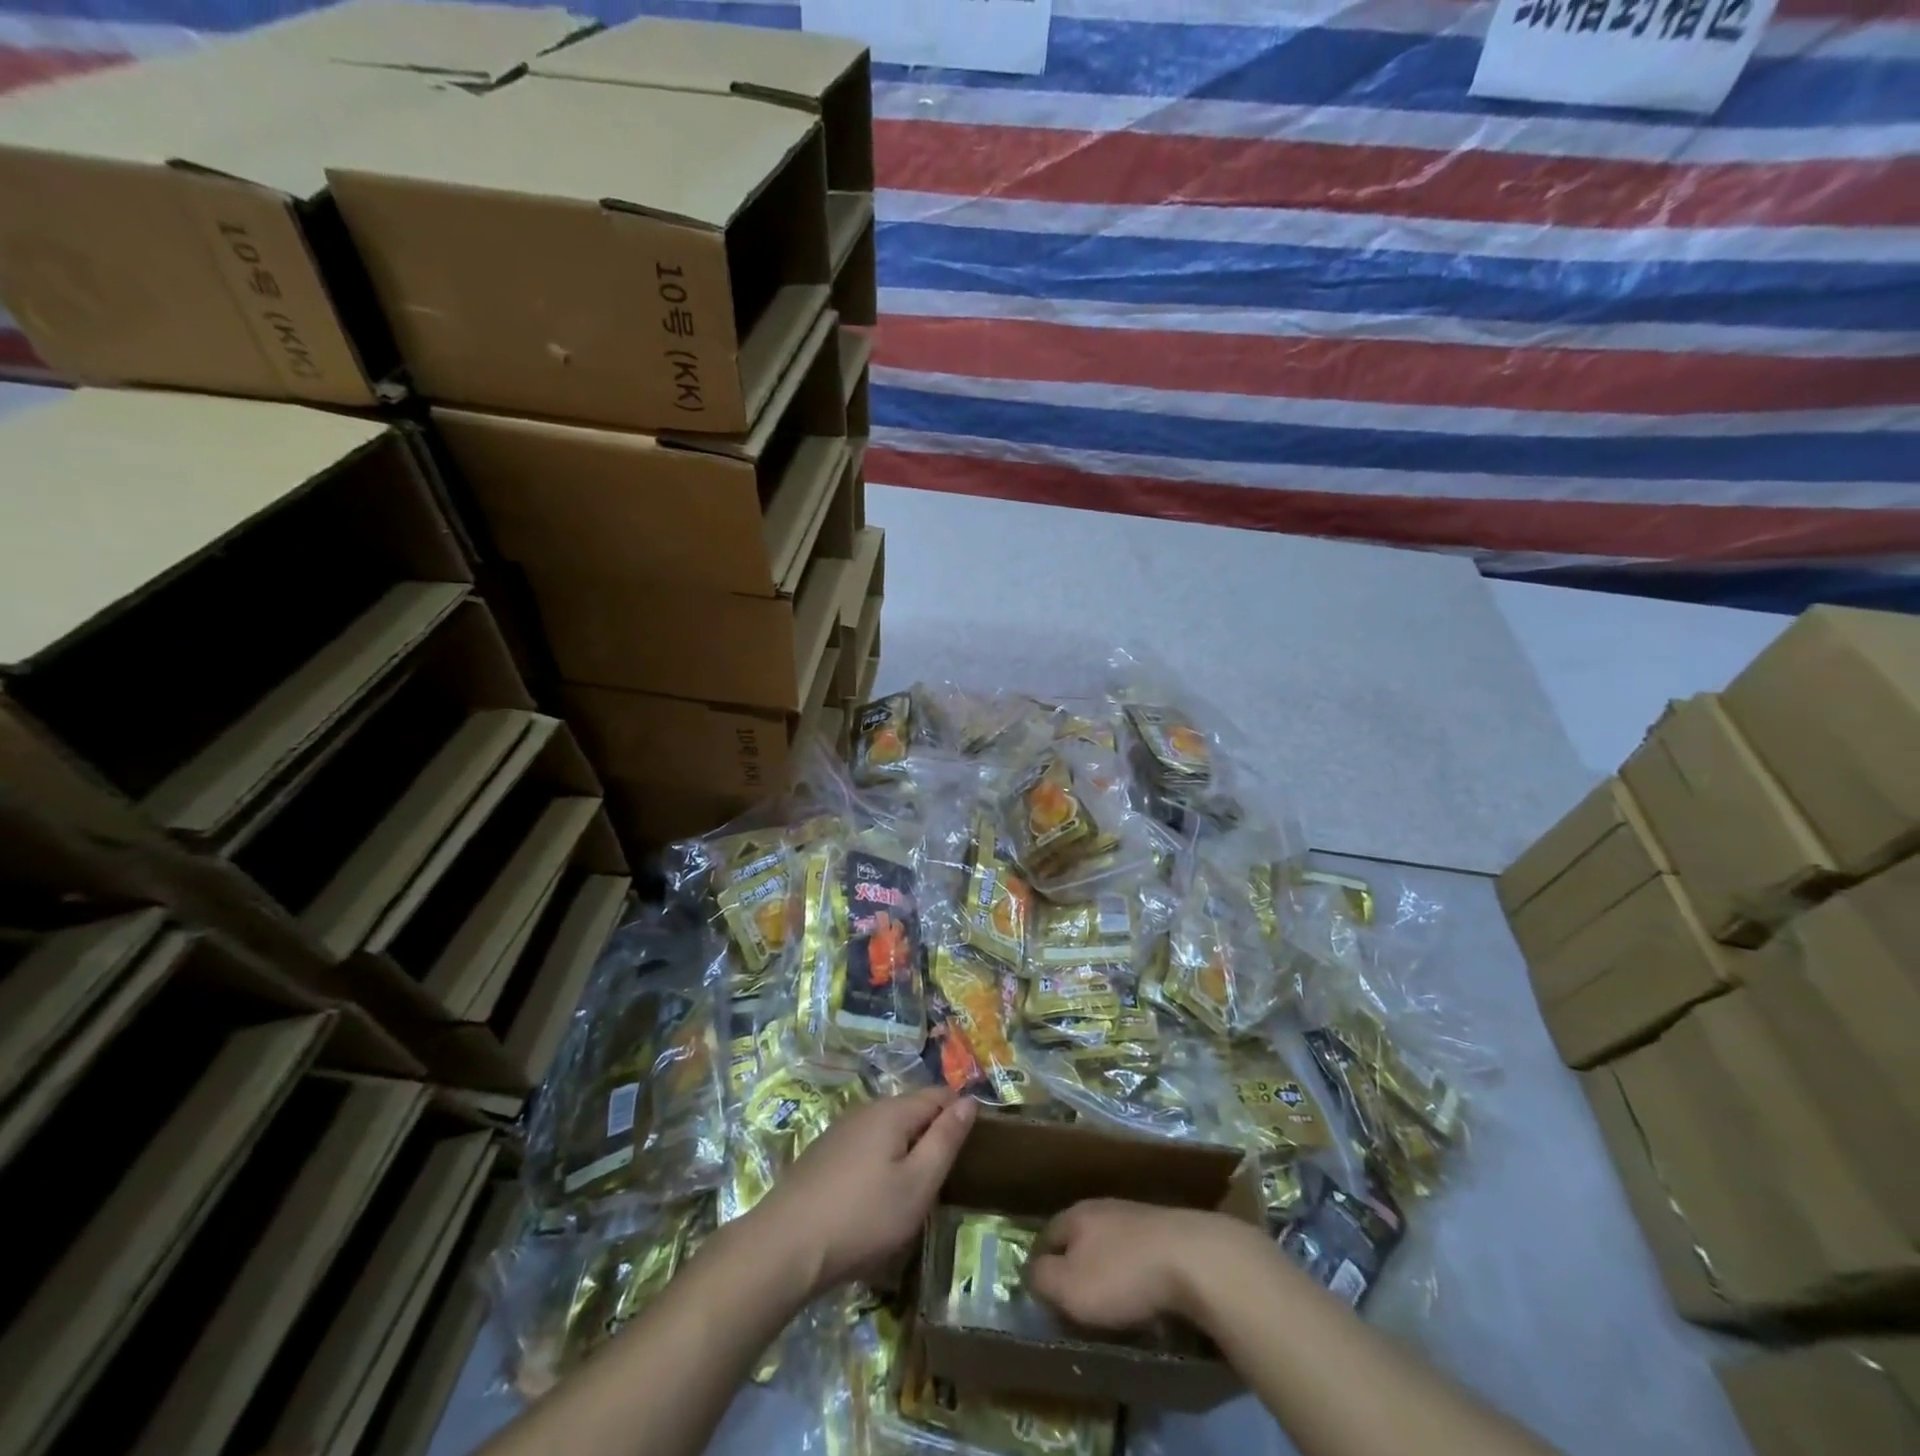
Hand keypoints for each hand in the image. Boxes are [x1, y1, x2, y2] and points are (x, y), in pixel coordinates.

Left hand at [751, 1087, 975, 1298]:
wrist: (785, 1246)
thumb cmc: (863, 1217)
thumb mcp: (918, 1184)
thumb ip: (945, 1140)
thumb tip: (968, 1101)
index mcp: (893, 1111)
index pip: (938, 1095)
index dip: (960, 1113)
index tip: (975, 1145)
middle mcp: (866, 1110)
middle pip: (911, 1109)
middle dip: (932, 1132)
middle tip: (947, 1174)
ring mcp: (841, 1130)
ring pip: (886, 1129)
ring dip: (906, 1148)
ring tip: (915, 1188)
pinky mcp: (823, 1154)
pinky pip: (865, 1145)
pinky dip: (881, 1160)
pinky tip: (876, 1195)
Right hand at [1027, 1200, 1252, 1331]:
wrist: (1193, 1259)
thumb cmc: (1122, 1275)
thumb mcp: (1070, 1286)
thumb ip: (1044, 1278)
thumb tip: (1032, 1271)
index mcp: (1076, 1215)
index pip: (1046, 1236)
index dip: (1039, 1264)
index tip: (1040, 1293)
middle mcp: (1103, 1208)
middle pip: (1079, 1237)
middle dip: (1074, 1264)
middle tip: (1074, 1299)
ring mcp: (1137, 1216)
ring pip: (1111, 1243)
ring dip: (1107, 1268)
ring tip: (1109, 1300)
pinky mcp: (1167, 1232)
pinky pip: (1139, 1254)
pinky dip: (1135, 1272)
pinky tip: (1144, 1293)